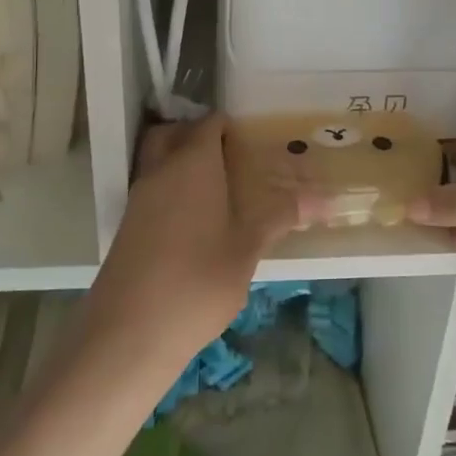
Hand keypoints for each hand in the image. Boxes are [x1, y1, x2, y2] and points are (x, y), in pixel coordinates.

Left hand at [80, 114, 295, 371]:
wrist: (129, 332)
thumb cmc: (198, 281)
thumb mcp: (248, 248)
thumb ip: (281, 216)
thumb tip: (326, 199)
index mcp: (192, 163)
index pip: (210, 124)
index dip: (233, 127)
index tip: (257, 143)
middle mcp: (161, 170)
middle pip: (174, 134)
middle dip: (200, 137)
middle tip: (232, 159)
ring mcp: (139, 198)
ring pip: (160, 161)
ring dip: (183, 164)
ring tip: (221, 192)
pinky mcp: (128, 225)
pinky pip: (153, 189)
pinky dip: (172, 191)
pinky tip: (198, 224)